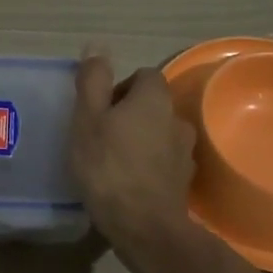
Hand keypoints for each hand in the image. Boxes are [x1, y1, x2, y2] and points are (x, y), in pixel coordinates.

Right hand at [70, 48, 196, 263]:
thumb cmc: (109, 167)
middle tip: (102, 135)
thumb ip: (93, 81)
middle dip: (130, 114)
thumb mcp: (88, 119)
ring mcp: (184, 153)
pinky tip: (128, 183)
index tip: (100, 109)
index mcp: (155, 99)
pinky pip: (164, 162)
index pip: (144, 75)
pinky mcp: (183, 182)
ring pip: (160, 134)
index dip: (121, 87)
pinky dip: (149, 166)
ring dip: (141, 140)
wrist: (144, 227)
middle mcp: (176, 119)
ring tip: (114, 161)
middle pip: (153, 105)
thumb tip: (97, 45)